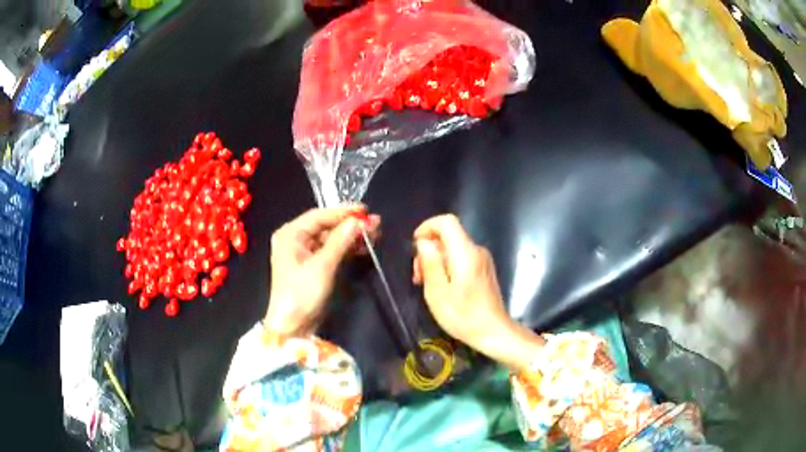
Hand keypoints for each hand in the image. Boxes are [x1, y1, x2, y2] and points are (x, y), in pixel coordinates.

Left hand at [265, 206, 379, 338]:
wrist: (292, 327)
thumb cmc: (302, 294)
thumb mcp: (322, 266)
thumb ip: (340, 241)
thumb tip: (359, 221)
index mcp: (290, 234)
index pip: (319, 215)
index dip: (343, 212)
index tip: (366, 211)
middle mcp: (295, 239)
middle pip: (326, 225)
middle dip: (350, 225)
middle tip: (375, 223)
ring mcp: (304, 252)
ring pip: (330, 237)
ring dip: (351, 236)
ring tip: (374, 234)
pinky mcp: (312, 265)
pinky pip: (331, 250)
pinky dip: (346, 248)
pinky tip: (362, 247)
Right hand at [413, 214, 542, 370]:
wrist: (494, 332)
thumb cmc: (463, 316)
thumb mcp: (438, 293)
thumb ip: (430, 263)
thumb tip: (423, 242)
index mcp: (465, 253)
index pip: (447, 222)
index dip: (427, 227)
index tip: (415, 246)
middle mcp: (476, 250)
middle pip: (448, 236)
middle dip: (428, 250)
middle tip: (417, 276)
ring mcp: (483, 260)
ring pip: (453, 247)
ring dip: (436, 260)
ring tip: (427, 285)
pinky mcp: (484, 269)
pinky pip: (461, 257)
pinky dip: (447, 266)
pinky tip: (442, 287)